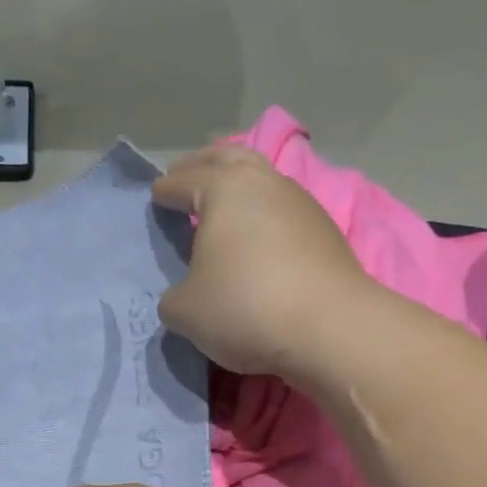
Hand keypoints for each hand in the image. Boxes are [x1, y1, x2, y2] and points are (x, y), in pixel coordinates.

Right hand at [154, 144, 373, 377]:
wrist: (330, 329)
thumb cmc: (245, 308)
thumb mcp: (185, 312)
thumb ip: (174, 297)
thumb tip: (185, 295)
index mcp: (224, 189)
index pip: (185, 180)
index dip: (166, 189)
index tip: (156, 195)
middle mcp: (265, 183)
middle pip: (229, 158)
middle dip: (204, 164)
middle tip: (187, 176)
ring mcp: (301, 203)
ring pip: (263, 180)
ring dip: (240, 187)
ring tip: (224, 206)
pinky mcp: (326, 231)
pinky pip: (284, 211)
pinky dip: (264, 215)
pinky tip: (258, 237)